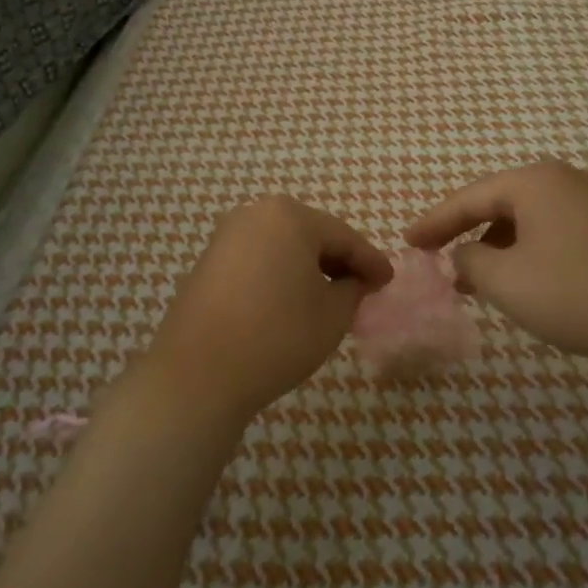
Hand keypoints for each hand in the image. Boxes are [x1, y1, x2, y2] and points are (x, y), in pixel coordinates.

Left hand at [143, 197, 392, 425]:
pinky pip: (257, 260)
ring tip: (329, 297)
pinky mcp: (207, 262)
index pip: (344, 237)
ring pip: (282, 247)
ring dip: (308, 268)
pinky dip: (279, 275)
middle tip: (363, 287)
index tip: (388, 281)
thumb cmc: (277, 335)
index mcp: (290, 216)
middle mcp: (255, 214)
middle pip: (310, 235)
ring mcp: (226, 237)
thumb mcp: (332, 315)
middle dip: (338, 261)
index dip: (370, 261)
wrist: (198, 373)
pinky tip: (291, 301)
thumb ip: (353, 289)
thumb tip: (354, 281)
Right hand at [405, 160, 587, 367]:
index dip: (433, 222)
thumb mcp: (507, 280)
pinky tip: (519, 281)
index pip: (468, 197)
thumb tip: (463, 253)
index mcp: (533, 182)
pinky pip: (549, 231)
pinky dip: (524, 252)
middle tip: (434, 257)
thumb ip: (470, 260)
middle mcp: (561, 180)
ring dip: (495, 247)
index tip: (406, 242)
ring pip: (524, 220)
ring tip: (474, 280)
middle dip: (464, 233)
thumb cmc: (577, 292)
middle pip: (497, 204)